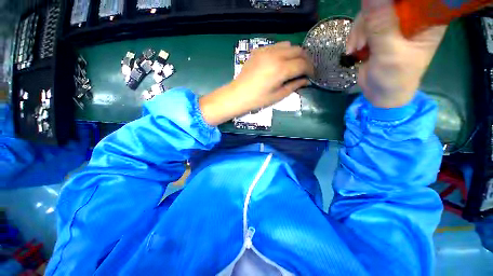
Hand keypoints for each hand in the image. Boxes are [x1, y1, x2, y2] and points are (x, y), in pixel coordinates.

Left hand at [199, 42, 313, 125]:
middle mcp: (275, 56)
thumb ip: (294, 86)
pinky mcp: (259, 51)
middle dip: (305, 59)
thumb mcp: (278, 96)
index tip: (312, 75)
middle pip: (298, 50)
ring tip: (293, 65)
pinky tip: (280, 61)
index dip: (310, 69)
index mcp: (281, 69)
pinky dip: (282, 52)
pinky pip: (276, 46)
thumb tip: (306, 80)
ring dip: (294, 54)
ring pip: (288, 45)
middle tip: (305, 69)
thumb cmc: (258, 100)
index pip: (303, 64)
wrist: (238, 95)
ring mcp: (266, 51)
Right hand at [346, 0, 446, 107]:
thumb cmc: (394, 78)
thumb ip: (380, 25)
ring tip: (356, 49)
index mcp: (426, 19)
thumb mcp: (388, 52)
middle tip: (362, 41)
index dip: (391, 4)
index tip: (376, 13)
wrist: (381, 94)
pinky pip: (364, 24)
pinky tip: (354, 49)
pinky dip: (355, 36)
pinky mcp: (380, 32)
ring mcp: (394, 24)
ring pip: (372, 12)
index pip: (411, 0)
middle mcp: (412, 17)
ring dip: (359, 31)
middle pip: (387, 3)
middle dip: (370, 18)